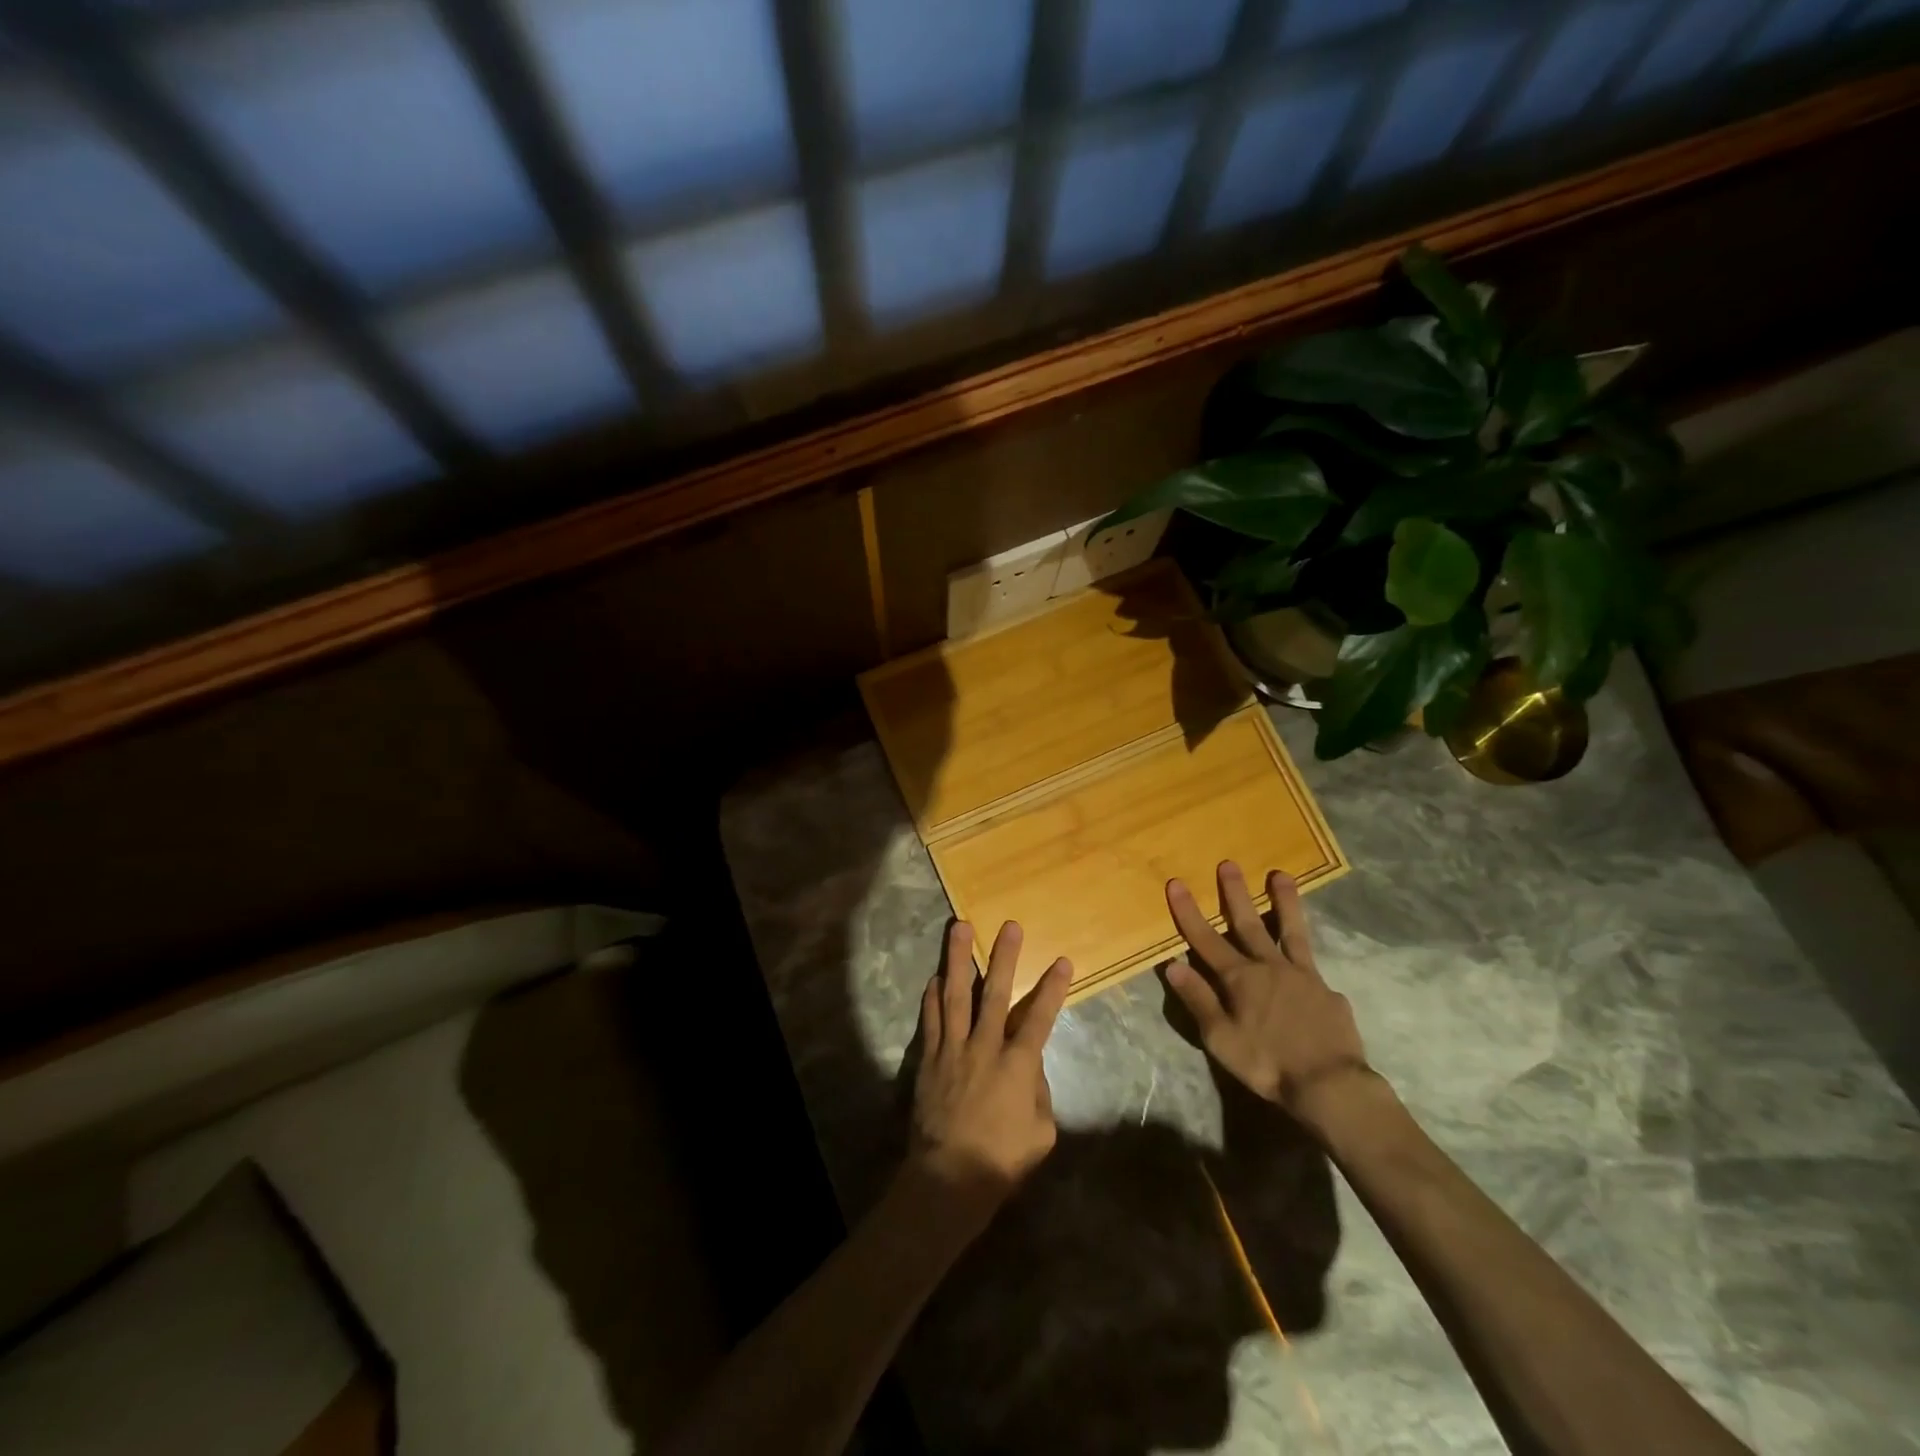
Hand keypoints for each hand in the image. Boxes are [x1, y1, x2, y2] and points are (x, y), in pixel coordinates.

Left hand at [910, 921, 1071, 1209]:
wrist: (950, 1178)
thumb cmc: (1002, 1160)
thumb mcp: (1041, 1134)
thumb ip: (1039, 1093)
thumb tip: (1031, 1067)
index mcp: (1018, 1066)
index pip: (1040, 1019)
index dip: (1054, 989)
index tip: (1064, 960)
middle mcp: (985, 1047)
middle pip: (996, 994)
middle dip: (1005, 957)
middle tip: (1009, 926)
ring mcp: (953, 1049)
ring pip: (956, 994)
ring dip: (959, 958)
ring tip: (959, 927)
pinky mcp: (929, 1058)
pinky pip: (931, 1020)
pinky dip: (932, 997)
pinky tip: (935, 977)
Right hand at [1164, 862, 1372, 1122]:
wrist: (1330, 1085)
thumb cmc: (1266, 1063)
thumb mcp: (1220, 1038)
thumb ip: (1198, 999)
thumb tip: (1173, 964)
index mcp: (1239, 978)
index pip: (1205, 938)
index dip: (1188, 911)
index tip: (1176, 883)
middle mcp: (1269, 967)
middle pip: (1248, 923)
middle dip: (1235, 892)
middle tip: (1228, 863)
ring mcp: (1302, 976)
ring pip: (1290, 930)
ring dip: (1283, 901)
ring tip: (1281, 875)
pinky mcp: (1327, 991)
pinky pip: (1313, 967)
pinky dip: (1305, 959)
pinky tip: (1306, 966)